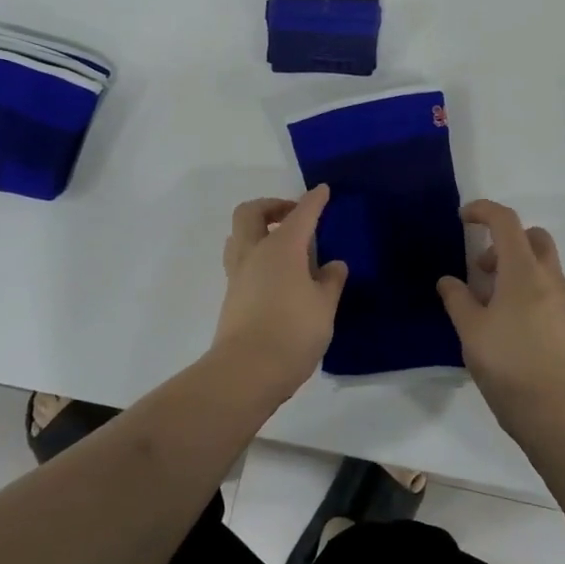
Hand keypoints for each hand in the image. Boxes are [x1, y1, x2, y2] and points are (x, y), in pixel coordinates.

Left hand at [209, 186, 348, 401]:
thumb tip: (333, 265)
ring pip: (239, 236)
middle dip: (272, 205)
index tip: (323, 191)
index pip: (301, 214)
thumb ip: (330, 281)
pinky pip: (240, 260)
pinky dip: (257, 255)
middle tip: (293, 216)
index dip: (314, 200)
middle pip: (251, 213)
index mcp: (282, 247)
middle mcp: (255, 253)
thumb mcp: (324, 307)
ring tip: (283, 245)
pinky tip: (278, 276)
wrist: (246, 372)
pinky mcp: (231, 296)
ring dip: (258, 230)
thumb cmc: (292, 332)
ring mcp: (238, 275)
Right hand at [437, 200, 564, 442]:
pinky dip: (530, 292)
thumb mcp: (471, 331)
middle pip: (534, 237)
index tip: (463, 218)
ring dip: (517, 269)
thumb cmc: (507, 365)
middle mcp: (549, 279)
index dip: (484, 211)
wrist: (556, 412)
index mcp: (523, 272)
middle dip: (506, 240)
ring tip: (492, 304)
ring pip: (544, 266)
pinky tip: (513, 326)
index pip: (506, 222)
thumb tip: (448, 281)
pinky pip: (550, 292)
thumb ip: (457, 299)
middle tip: (482, 268)